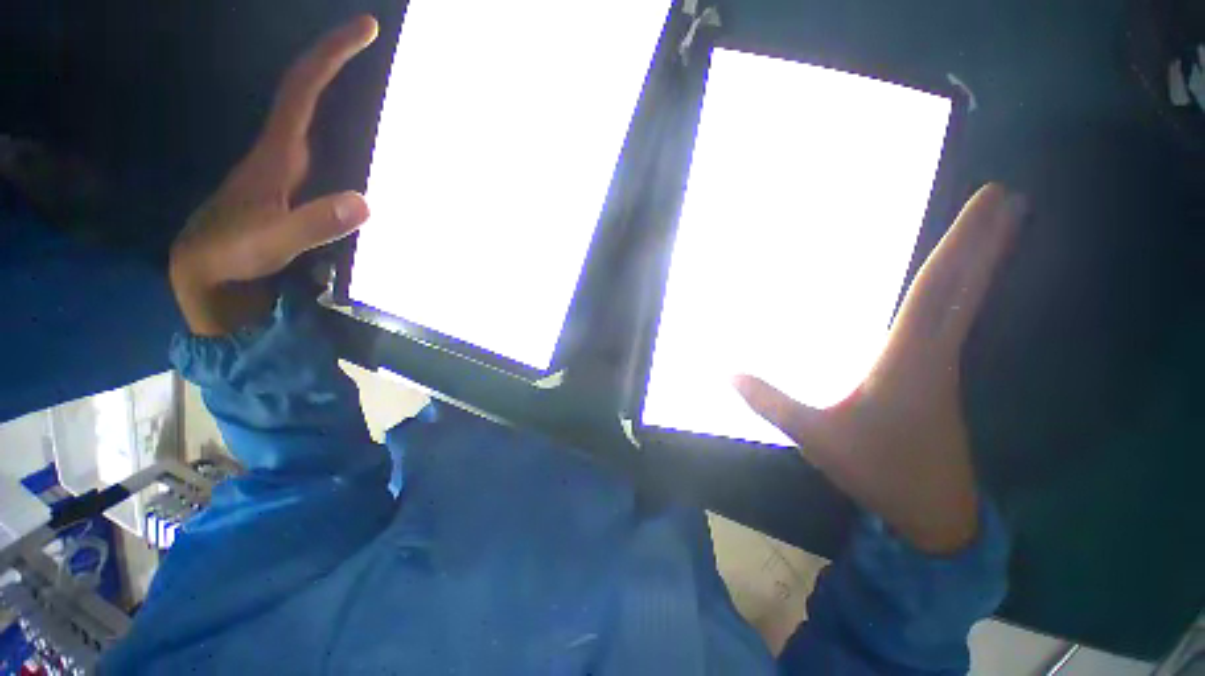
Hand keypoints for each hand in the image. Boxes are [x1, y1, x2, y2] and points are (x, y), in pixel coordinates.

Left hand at [169, 15, 378, 335]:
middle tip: (377, 45)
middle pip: (310, 92)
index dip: (333, 55)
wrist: (206, 271)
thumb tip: (366, 202)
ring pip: (317, 118)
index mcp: (277, 152)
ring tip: (384, 91)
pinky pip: (325, 148)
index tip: (366, 29)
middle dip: (342, 63)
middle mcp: (283, 149)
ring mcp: (288, 168)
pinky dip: (346, 135)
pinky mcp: (295, 187)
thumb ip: (314, 224)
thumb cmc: (231, 254)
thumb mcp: (271, 243)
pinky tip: (371, 149)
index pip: (304, 89)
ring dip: (345, 96)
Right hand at [736, 185, 1025, 554]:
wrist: (932, 515)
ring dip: (981, 265)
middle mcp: (937, 354)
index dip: (963, 244)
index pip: (938, 292)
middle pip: (964, 288)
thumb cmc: (878, 471)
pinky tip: (954, 290)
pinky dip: (961, 295)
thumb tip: (726, 372)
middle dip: (987, 241)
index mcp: (911, 360)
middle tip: (1008, 195)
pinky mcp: (941, 379)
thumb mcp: (815, 437)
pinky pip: (954, 323)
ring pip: (966, 305)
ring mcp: (944, 367)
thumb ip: (770, 402)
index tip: (993, 200)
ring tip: (996, 229)